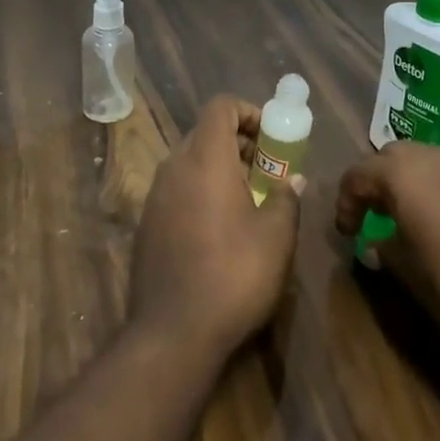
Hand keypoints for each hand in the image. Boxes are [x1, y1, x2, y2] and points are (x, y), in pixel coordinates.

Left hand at [130, 94, 302, 358]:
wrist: (173, 334)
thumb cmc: (233, 275)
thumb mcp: (276, 237)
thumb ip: (285, 198)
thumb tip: (292, 180)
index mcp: (205, 158)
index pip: (221, 106)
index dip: (248, 111)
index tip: (270, 138)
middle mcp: (174, 167)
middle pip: (204, 132)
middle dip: (237, 143)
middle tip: (265, 170)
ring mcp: (155, 196)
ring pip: (189, 162)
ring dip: (219, 168)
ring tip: (247, 200)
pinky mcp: (146, 224)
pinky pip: (177, 189)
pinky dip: (200, 191)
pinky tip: (219, 229)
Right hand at [334, 144, 439, 344]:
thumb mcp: (410, 274)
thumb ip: (386, 251)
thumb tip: (376, 243)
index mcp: (399, 174)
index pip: (356, 175)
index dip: (346, 203)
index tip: (348, 232)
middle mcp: (430, 156)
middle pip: (391, 158)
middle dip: (378, 183)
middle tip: (378, 216)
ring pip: (426, 161)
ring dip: (413, 184)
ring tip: (417, 219)